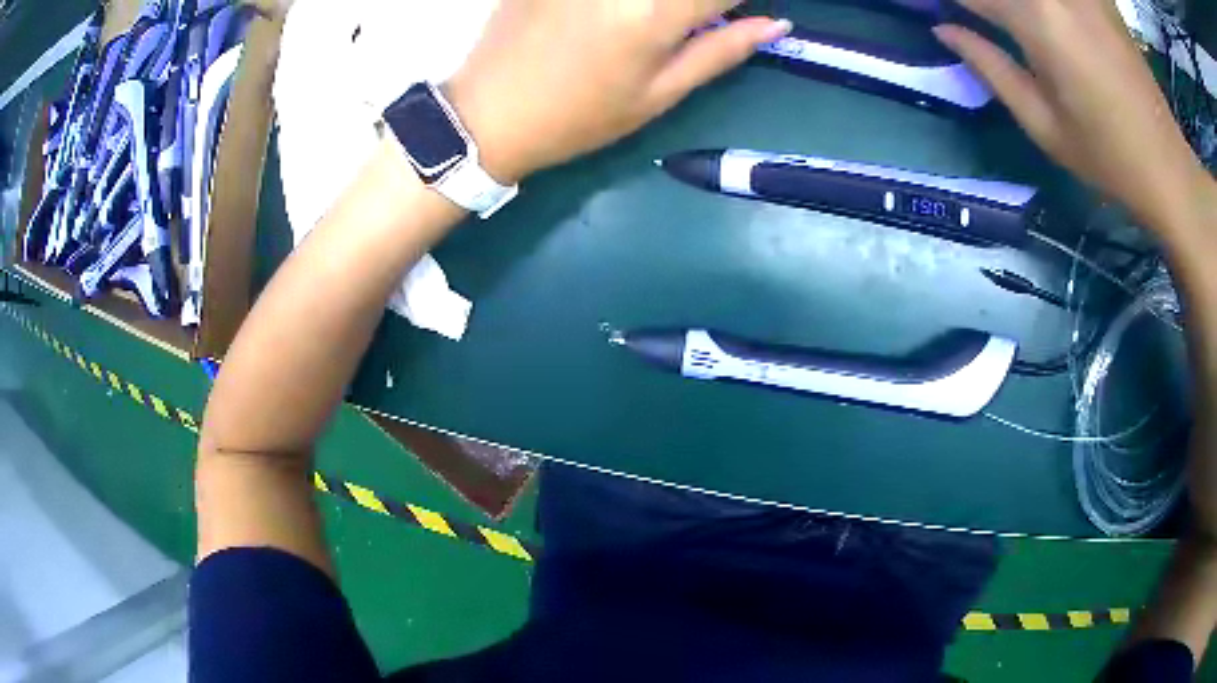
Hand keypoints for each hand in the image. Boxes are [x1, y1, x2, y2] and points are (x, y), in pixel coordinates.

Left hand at [444, 0, 790, 183]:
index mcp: (658, 14)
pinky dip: (626, 1)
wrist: (489, 114)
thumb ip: (720, 51)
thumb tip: (776, 24)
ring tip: (654, 23)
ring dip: (670, 2)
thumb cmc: (581, 116)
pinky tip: (615, 15)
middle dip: (703, 0)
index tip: (739, 8)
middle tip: (692, 19)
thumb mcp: (658, 95)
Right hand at [934, 0, 1211, 228]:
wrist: (1168, 166)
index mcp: (1038, 20)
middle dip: (978, 3)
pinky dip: (1038, 5)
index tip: (921, 9)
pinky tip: (1038, 18)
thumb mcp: (1044, 126)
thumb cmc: (1108, 159)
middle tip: (966, 18)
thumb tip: (944, 28)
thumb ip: (990, 66)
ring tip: (1001, 21)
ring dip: (1009, 5)